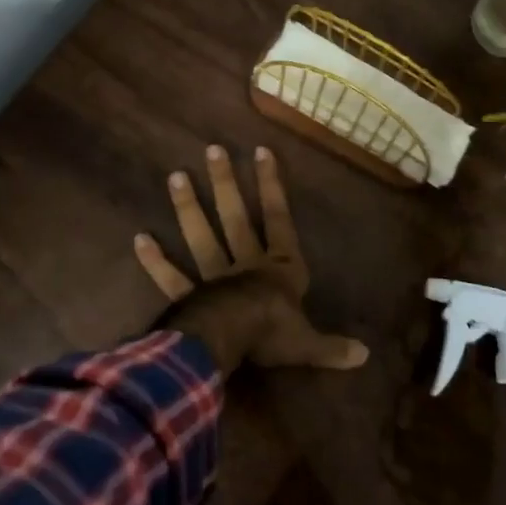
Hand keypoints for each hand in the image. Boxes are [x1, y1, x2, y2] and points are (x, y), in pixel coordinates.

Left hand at [135, 145, 367, 375]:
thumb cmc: (273, 335)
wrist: (232, 342)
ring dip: (188, 208)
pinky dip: (155, 261)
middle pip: (235, 218)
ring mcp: (214, 277)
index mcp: (279, 269)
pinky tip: (140, 239)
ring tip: (175, 176)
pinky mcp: (189, 296)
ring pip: (201, 237)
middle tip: (212, 150)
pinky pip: (171, 277)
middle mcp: (246, 265)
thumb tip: (365, 355)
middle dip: (226, 184)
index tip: (261, 150)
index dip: (272, 185)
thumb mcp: (309, 343)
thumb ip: (332, 346)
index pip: (279, 219)